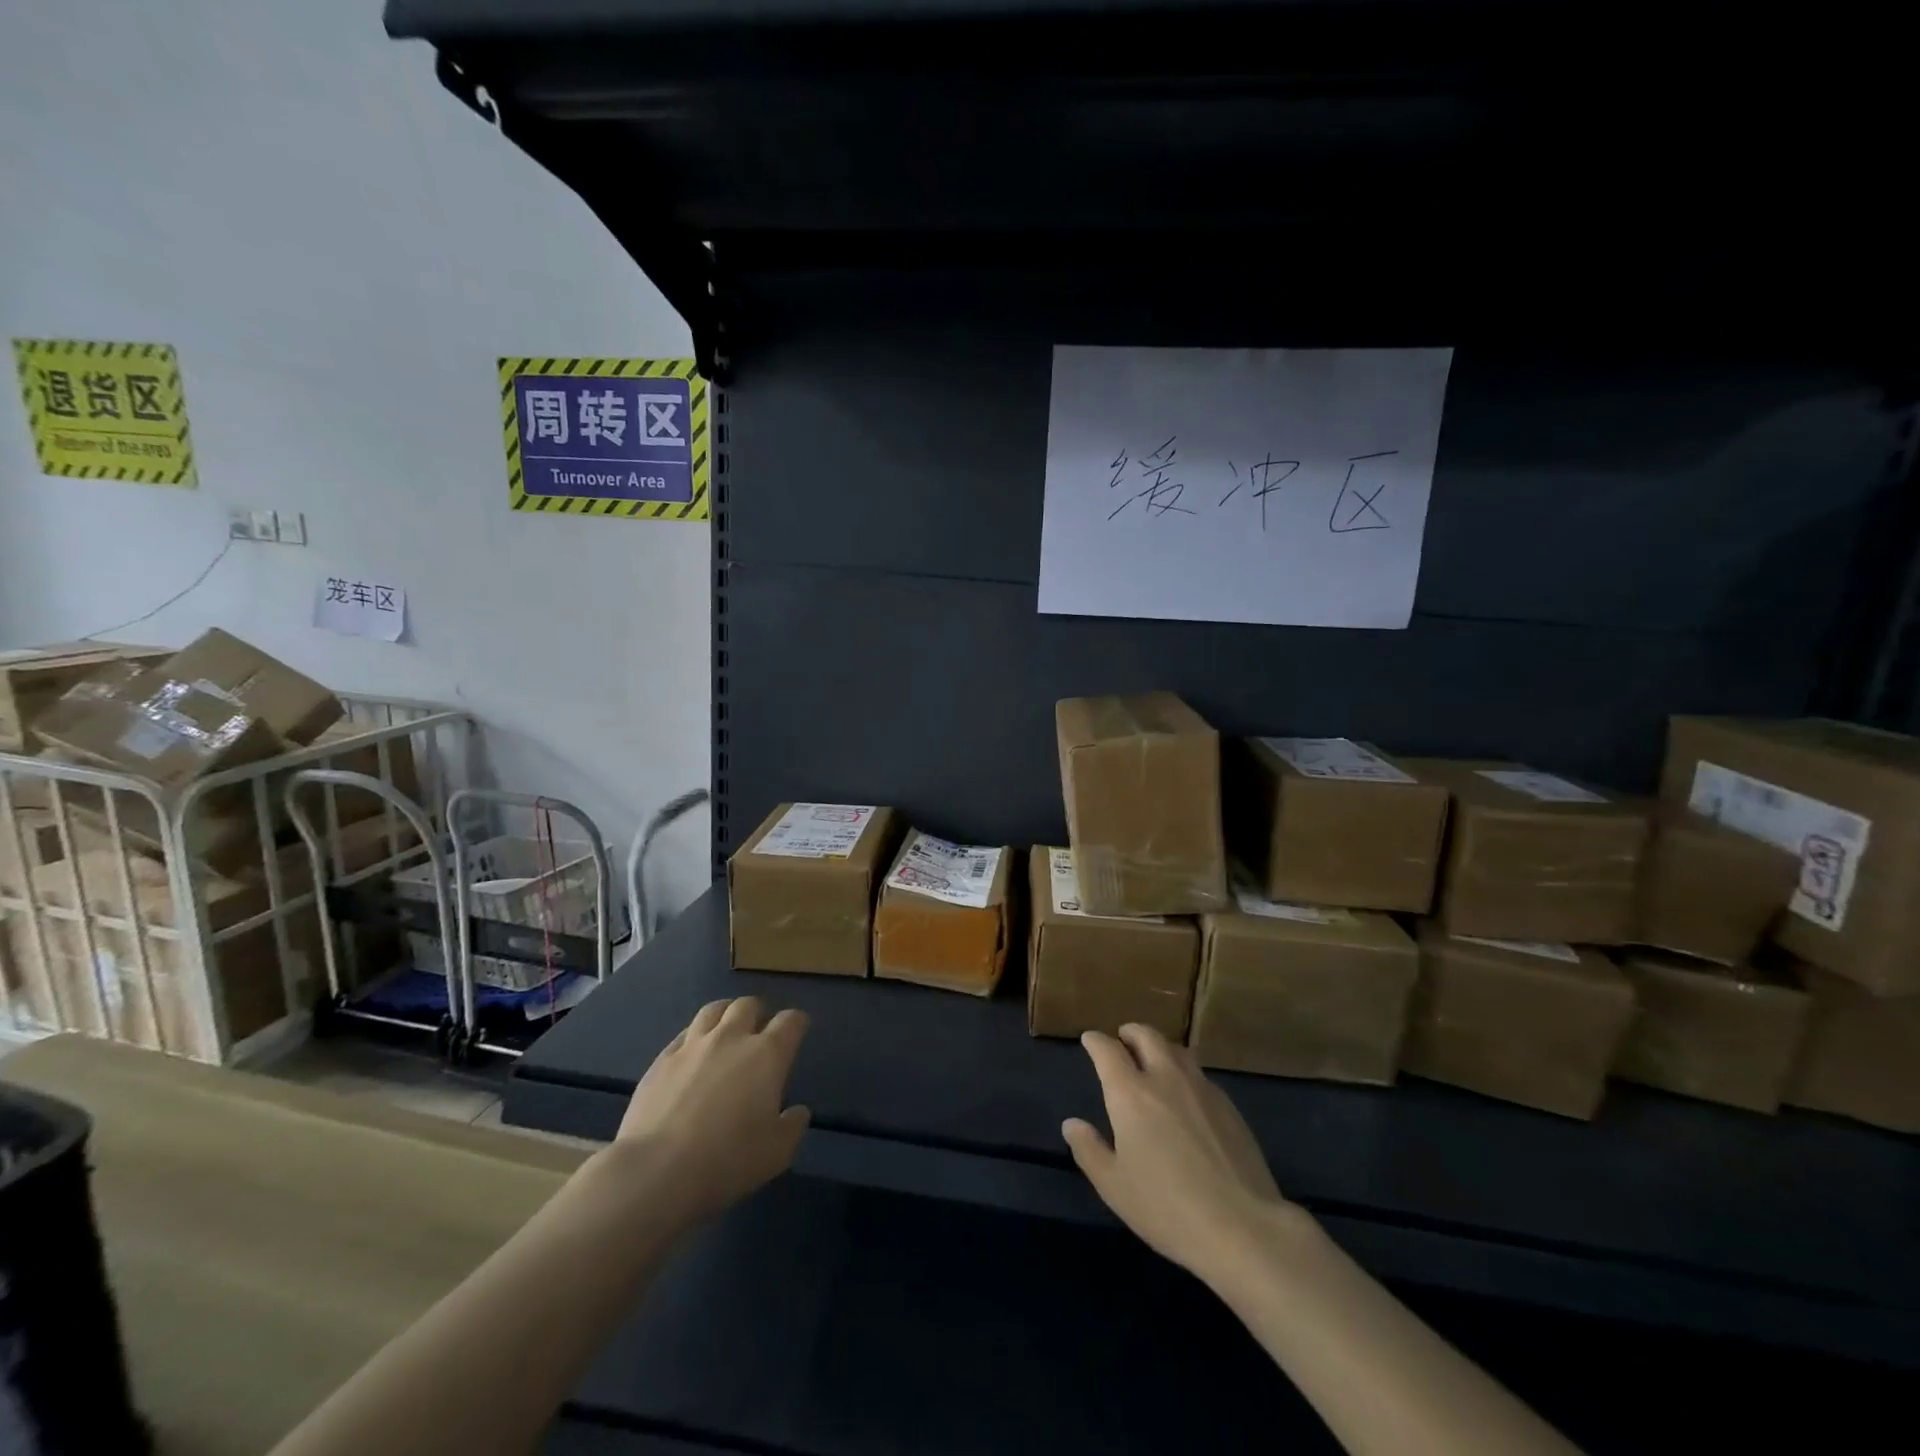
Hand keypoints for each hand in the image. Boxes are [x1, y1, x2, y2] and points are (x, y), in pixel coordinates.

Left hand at [611, 996, 810, 1223]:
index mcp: (767, 1055)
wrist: (656, 1170)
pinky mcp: (662, 1059)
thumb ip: (793, 1126)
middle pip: (748, 1005)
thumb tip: (798, 1111)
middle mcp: (731, 1038)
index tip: (798, 1029)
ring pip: (714, 1010)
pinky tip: (693, 1052)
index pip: (790, 1021)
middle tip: (759, 1029)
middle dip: (758, 1012)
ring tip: (726, 1028)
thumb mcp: (777, 1153)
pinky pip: (684, 1033)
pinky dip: (695, 1036)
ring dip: (726, 1014)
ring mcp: (693, 1045)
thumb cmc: (727, 1160)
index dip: (797, 1022)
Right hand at [1064, 1024, 1298, 1285]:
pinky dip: (1184, 1072)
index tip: (1089, 1040)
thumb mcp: (1115, 1187)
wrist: (1242, 1226)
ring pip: (1177, 1050)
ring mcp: (1201, 1088)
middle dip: (1130, 1032)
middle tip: (1123, 1039)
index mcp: (1131, 1093)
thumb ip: (1089, 1150)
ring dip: (1160, 1047)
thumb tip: (1071, 1124)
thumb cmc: (1167, 1208)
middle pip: (1147, 1036)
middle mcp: (1165, 1078)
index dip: (1095, 1041)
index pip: (1108, 1050)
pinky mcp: (1228, 1106)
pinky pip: (1200, 1075)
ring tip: (1154, 1060)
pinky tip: (1186, 1095)